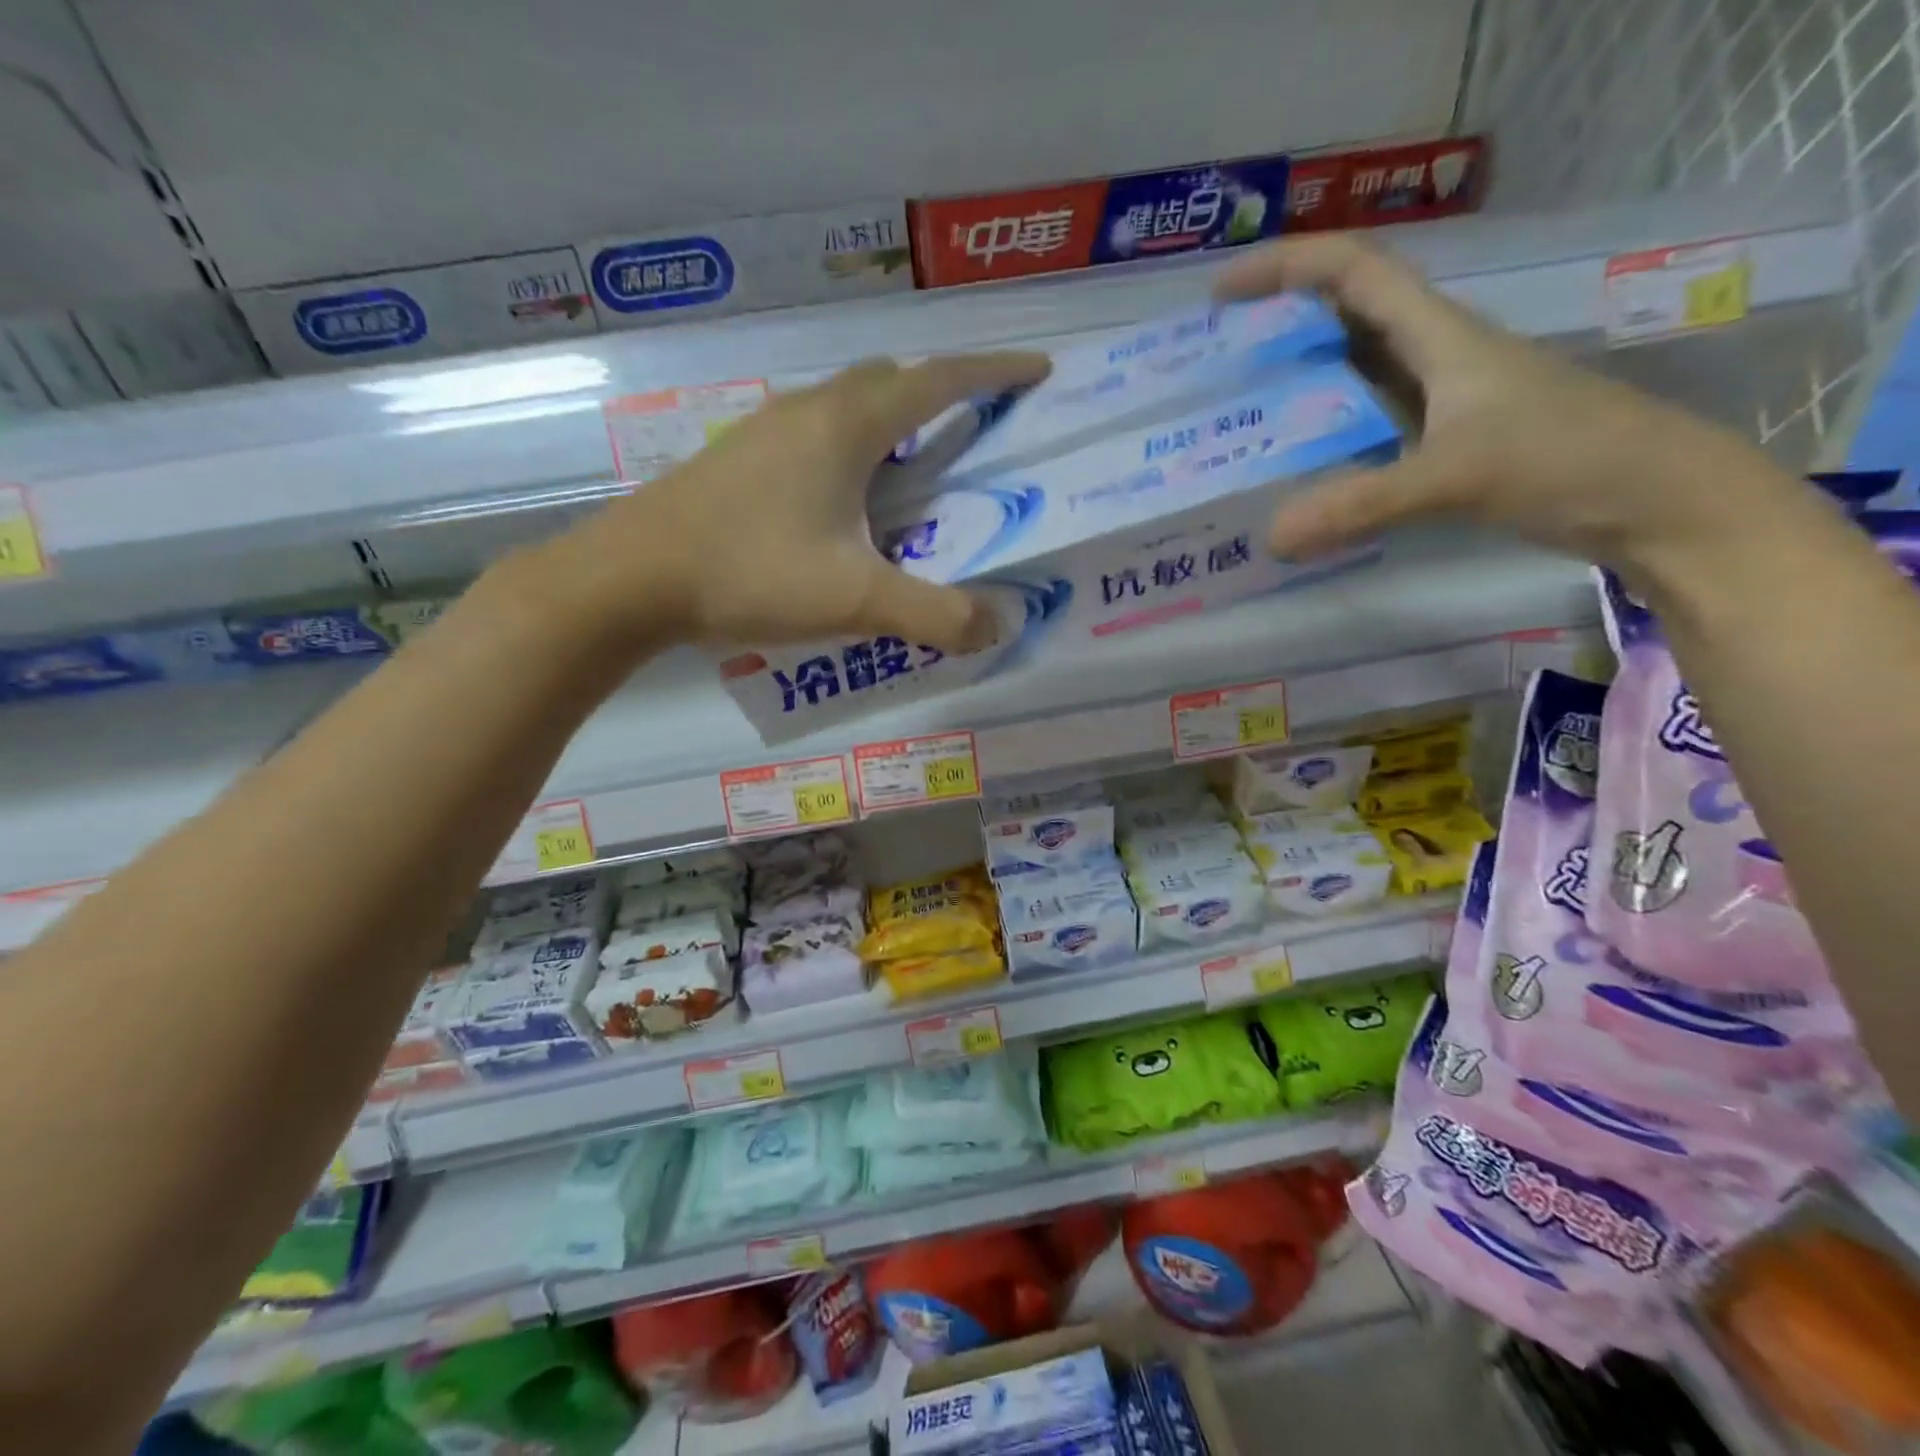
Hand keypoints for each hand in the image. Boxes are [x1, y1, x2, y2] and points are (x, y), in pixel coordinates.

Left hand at [550, 352, 1048, 653]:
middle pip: (891, 382)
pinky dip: (852, 451)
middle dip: (942, 396)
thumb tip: (995, 627)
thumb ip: (934, 615)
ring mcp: (766, 431)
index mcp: (848, 425)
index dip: (994, 373)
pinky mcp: (741, 460)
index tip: (1038, 372)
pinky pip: (815, 435)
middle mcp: (809, 411)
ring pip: (848, 406)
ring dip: (892, 424)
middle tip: (974, 433)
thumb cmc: (750, 572)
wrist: (632, 579)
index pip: (940, 381)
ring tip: (915, 474)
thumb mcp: (855, 600)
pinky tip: (847, 503)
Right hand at [1215, 236, 1799, 578]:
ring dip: (1298, 385)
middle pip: (1343, 318)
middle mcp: (1432, 356)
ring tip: (1239, 416)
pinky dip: (1323, 439)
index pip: (1352, 272)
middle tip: (1215, 366)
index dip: (1284, 268)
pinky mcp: (1440, 444)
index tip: (1221, 296)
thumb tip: (1272, 536)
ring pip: (1352, 376)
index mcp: (1438, 334)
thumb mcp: (1457, 475)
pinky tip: (1294, 470)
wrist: (1654, 500)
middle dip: (1277, 328)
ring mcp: (1437, 402)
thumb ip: (1362, 503)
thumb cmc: (1567, 459)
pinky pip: (1364, 427)